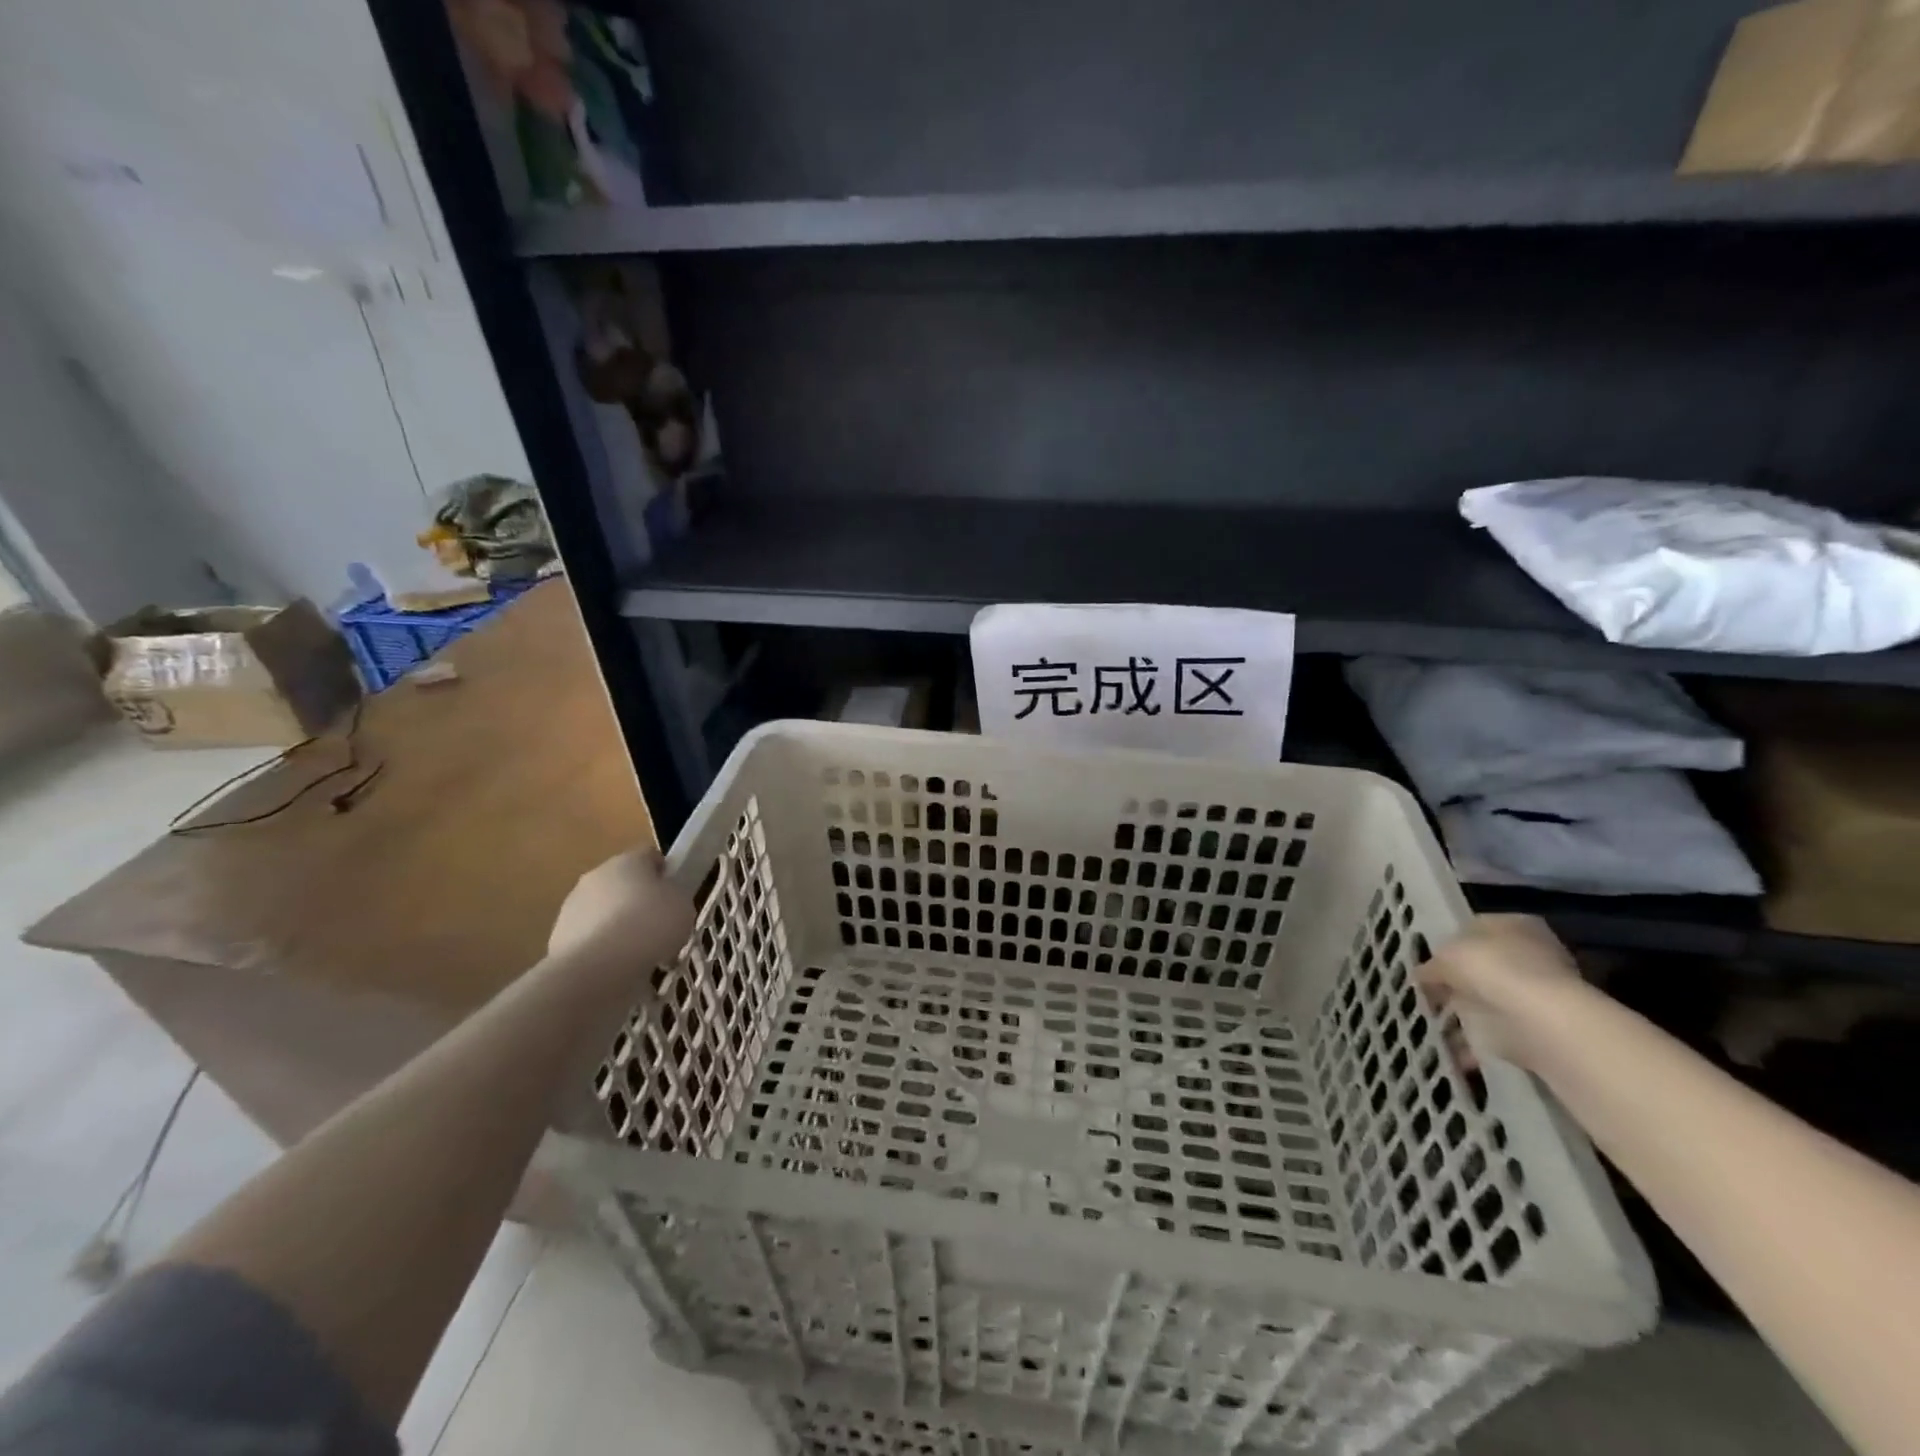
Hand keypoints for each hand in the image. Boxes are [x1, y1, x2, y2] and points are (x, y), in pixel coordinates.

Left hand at [547, 847, 695, 974]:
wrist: (598, 967)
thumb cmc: (650, 925)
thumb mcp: (683, 906)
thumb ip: (675, 897)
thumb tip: (665, 900)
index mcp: (628, 860)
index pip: (649, 856)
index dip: (665, 873)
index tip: (676, 895)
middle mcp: (596, 876)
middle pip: (623, 884)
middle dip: (639, 902)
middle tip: (660, 927)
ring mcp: (572, 907)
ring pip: (604, 912)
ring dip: (619, 927)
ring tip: (640, 956)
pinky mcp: (558, 938)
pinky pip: (591, 940)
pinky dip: (604, 950)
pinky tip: (619, 970)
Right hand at [1417, 914, 1589, 1072]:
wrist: (1541, 1023)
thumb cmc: (1493, 970)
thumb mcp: (1446, 956)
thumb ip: (1431, 965)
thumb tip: (1423, 975)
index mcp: (1513, 925)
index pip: (1473, 929)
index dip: (1446, 946)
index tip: (1425, 964)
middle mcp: (1530, 955)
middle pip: (1483, 967)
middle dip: (1455, 982)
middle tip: (1426, 994)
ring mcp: (1536, 995)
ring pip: (1487, 1000)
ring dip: (1462, 1012)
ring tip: (1431, 1023)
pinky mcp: (1535, 1030)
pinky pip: (1493, 1033)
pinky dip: (1472, 1043)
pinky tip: (1448, 1048)